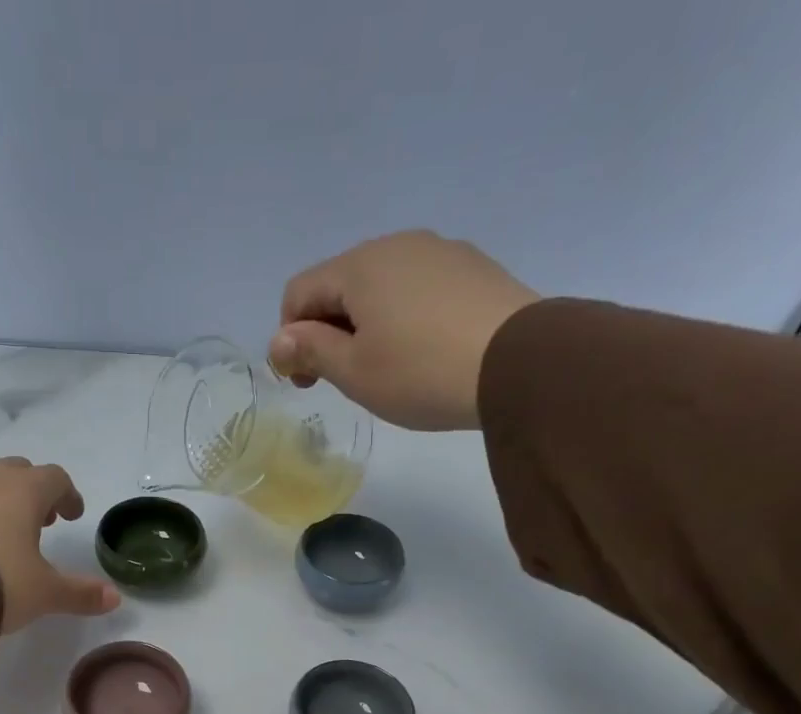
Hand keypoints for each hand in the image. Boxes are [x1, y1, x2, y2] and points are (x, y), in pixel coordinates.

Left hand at [0, 458, 120, 633]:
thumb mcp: (44, 593)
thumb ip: (80, 594)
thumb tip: (115, 598)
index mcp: (24, 491)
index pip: (55, 478)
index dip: (67, 495)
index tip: (71, 516)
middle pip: (18, 472)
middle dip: (32, 493)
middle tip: (38, 523)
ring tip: (1, 534)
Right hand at [268, 231, 540, 431]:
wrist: (519, 363)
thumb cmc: (421, 372)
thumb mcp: (354, 371)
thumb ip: (311, 351)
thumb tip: (280, 340)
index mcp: (359, 266)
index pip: (299, 292)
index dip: (290, 339)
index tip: (306, 382)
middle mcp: (397, 244)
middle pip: (340, 285)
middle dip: (327, 331)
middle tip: (341, 380)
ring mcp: (440, 251)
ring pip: (381, 286)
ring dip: (366, 325)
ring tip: (385, 369)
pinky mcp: (472, 268)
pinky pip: (418, 289)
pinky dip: (404, 318)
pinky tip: (422, 353)